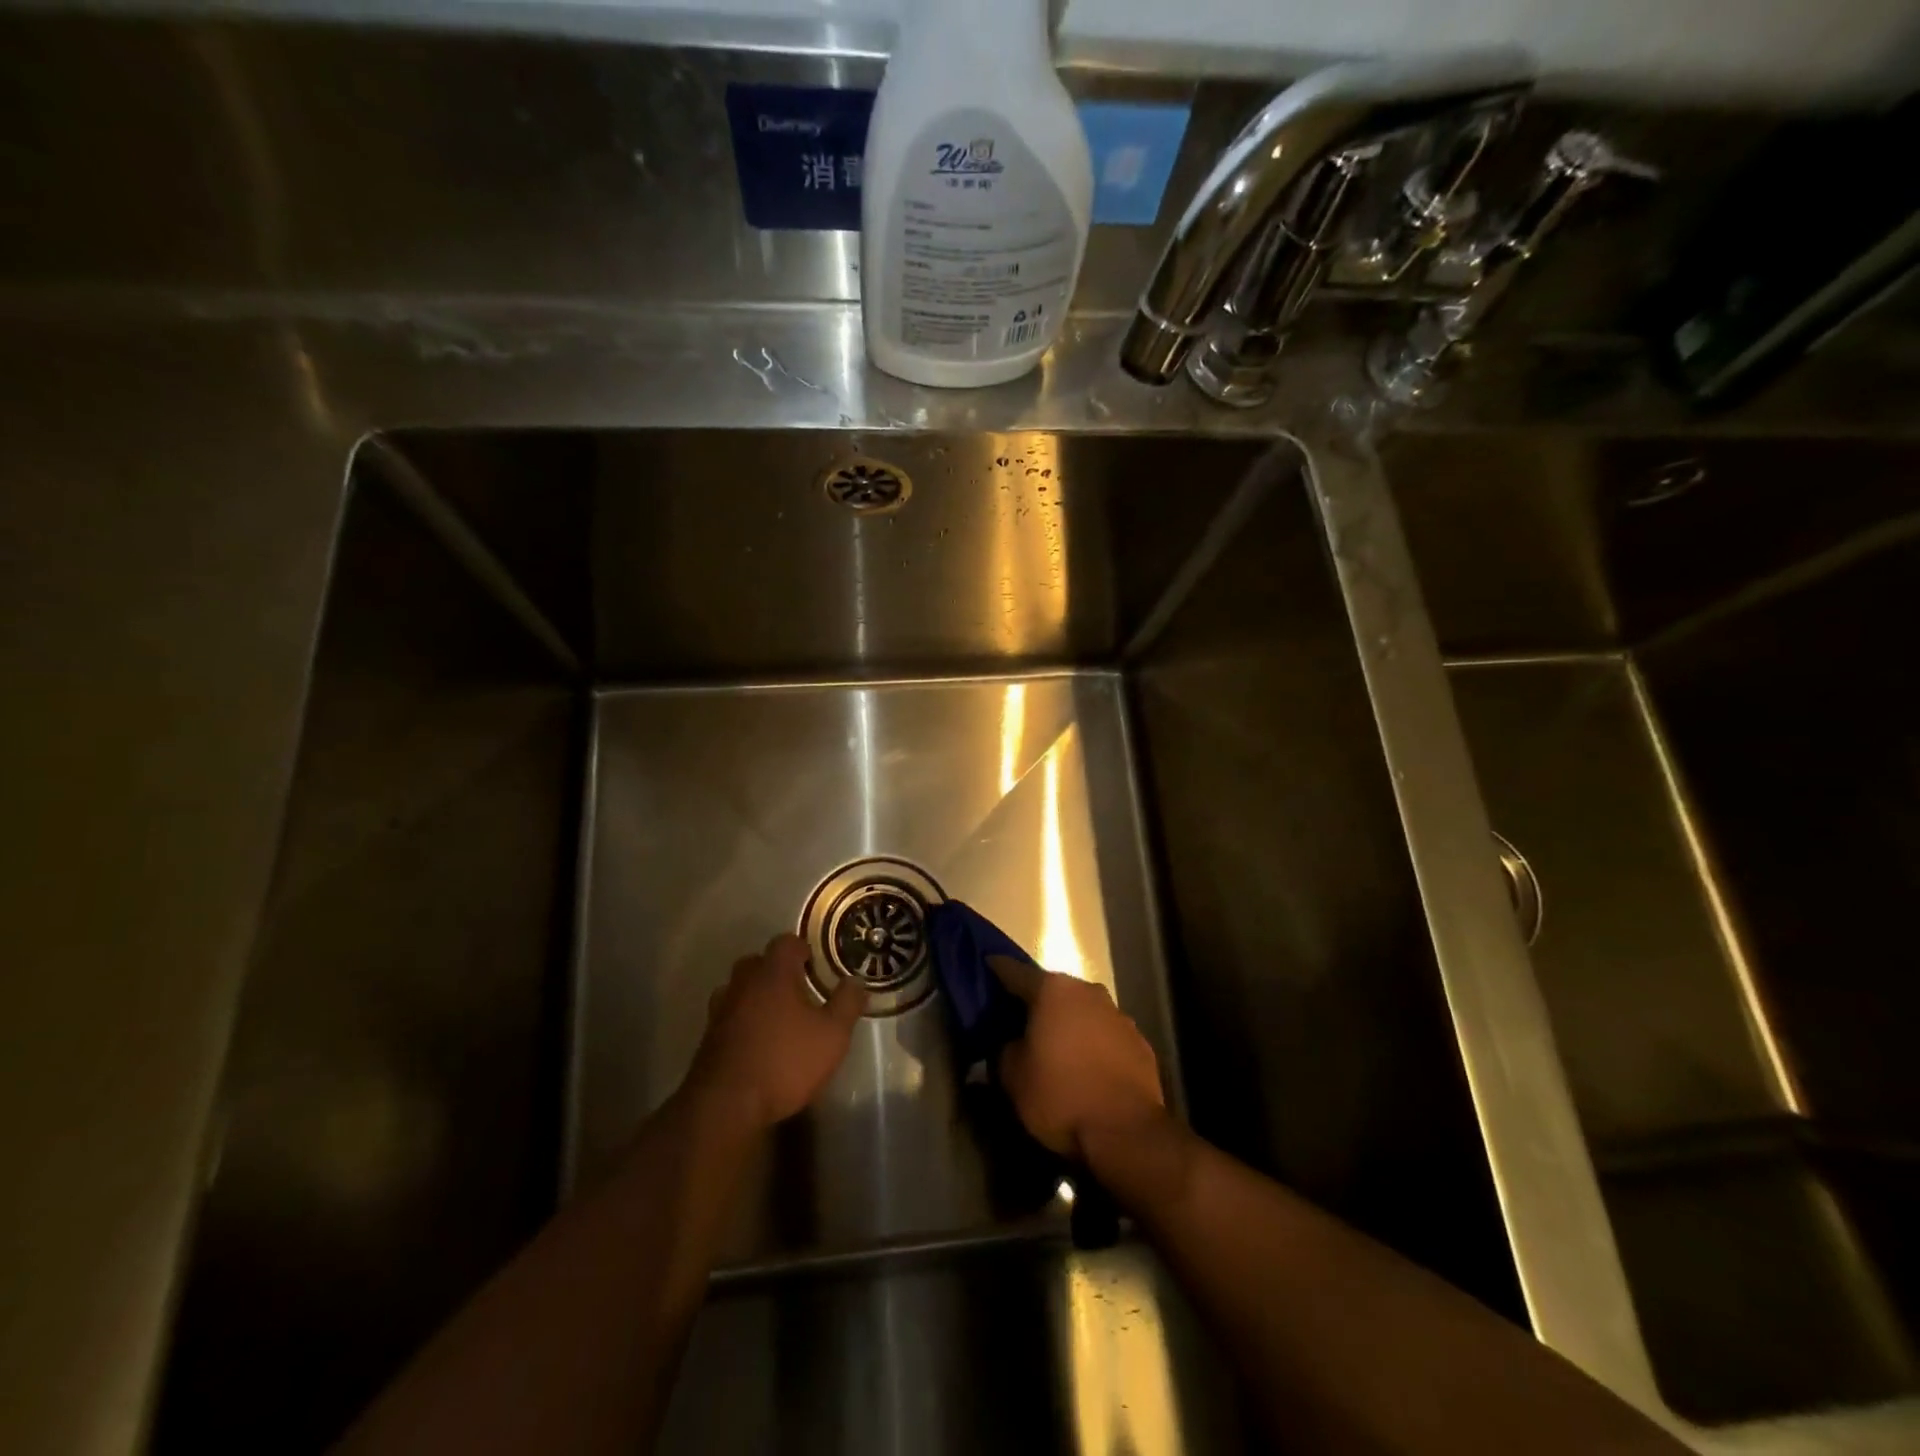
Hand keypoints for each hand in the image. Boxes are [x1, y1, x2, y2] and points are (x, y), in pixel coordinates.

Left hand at [687, 933, 867, 1130]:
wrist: (726, 1106)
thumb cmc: (785, 1061)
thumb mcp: (832, 1035)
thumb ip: (847, 1003)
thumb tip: (855, 981)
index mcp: (773, 973)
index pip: (786, 942)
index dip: (803, 949)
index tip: (816, 965)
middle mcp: (743, 983)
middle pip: (759, 962)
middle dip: (778, 971)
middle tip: (799, 990)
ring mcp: (721, 1009)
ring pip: (741, 989)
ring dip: (757, 996)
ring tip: (778, 1017)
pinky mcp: (708, 1037)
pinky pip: (730, 1015)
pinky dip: (743, 1020)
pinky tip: (758, 1041)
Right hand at [990, 956, 1165, 1159]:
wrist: (1126, 1132)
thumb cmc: (1060, 1097)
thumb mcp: (1013, 1077)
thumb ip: (1004, 1050)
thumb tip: (1010, 1042)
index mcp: (1052, 990)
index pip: (1014, 971)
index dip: (997, 969)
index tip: (986, 966)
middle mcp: (1087, 991)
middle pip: (1053, 988)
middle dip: (1036, 1001)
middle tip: (1018, 1018)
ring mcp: (1118, 1015)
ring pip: (1082, 1010)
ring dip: (1068, 1022)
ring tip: (1055, 1045)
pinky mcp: (1140, 1042)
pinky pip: (1106, 1034)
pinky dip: (1093, 1043)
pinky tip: (1086, 1067)